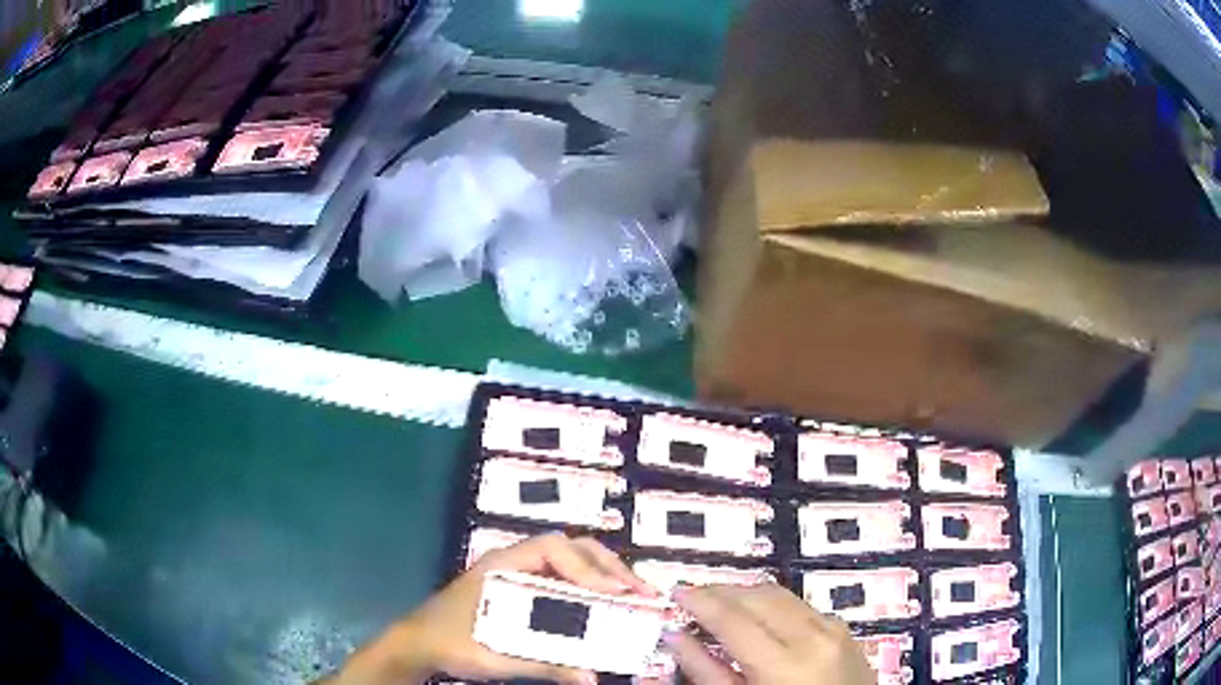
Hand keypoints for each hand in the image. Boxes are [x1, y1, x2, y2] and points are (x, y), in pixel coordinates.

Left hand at [325, 533, 655, 684]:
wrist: (418, 644)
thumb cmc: (449, 643)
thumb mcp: (494, 656)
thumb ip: (543, 666)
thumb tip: (591, 678)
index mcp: (502, 566)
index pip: (554, 550)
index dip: (589, 568)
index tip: (616, 593)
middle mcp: (515, 563)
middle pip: (571, 550)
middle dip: (610, 568)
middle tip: (642, 593)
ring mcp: (520, 575)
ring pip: (572, 564)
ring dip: (605, 577)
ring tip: (635, 597)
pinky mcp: (524, 591)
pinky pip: (565, 582)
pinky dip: (591, 591)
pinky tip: (607, 608)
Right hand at [666, 584, 873, 684]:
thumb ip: (707, 673)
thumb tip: (676, 637)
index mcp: (784, 665)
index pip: (734, 619)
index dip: (702, 602)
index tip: (677, 592)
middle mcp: (814, 636)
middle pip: (759, 597)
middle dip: (723, 592)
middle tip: (694, 598)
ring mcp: (834, 629)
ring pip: (782, 595)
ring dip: (747, 594)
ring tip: (720, 603)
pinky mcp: (844, 629)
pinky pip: (802, 605)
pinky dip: (773, 605)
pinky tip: (757, 617)